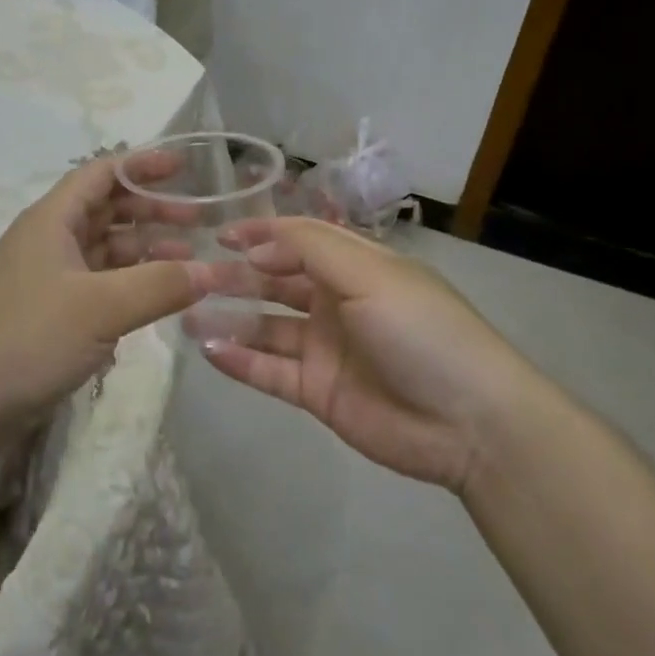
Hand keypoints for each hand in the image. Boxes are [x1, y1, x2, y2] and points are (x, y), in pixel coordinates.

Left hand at [0, 154, 211, 481]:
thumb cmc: (25, 338)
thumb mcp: (100, 308)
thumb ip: (159, 285)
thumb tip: (212, 270)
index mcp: (52, 220)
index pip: (102, 173)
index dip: (142, 165)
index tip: (184, 168)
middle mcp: (48, 241)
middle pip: (106, 210)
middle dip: (152, 211)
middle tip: (199, 221)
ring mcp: (46, 279)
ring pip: (104, 250)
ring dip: (145, 251)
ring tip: (188, 262)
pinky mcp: (47, 315)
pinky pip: (97, 285)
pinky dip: (129, 285)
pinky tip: (156, 299)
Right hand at [194, 218, 528, 492]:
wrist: (468, 422)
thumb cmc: (420, 330)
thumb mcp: (370, 273)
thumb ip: (309, 249)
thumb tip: (257, 246)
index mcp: (356, 266)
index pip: (298, 240)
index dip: (260, 234)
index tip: (218, 235)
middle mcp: (337, 302)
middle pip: (276, 282)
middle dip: (236, 276)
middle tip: (190, 276)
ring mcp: (325, 349)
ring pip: (266, 327)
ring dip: (229, 319)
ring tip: (186, 314)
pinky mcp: (317, 392)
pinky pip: (270, 371)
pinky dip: (240, 361)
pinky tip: (208, 351)